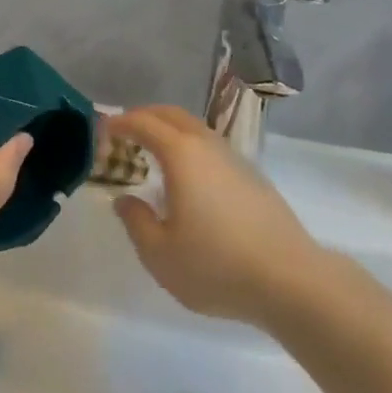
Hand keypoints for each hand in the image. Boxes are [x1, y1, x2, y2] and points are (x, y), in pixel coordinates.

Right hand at [107, 106, 324, 326]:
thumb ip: (136, 222)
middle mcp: (207, 145)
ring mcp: (234, 158)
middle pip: (171, 114)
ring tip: (151, 150)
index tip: (102, 129)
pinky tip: (186, 175)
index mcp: (181, 154)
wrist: (289, 278)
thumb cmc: (217, 265)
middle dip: (144, 116)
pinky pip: (210, 145)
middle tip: (123, 130)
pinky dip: (188, 145)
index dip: (120, 122)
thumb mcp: (160, 254)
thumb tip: (124, 200)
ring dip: (169, 129)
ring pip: (194, 128)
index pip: (144, 123)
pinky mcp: (252, 176)